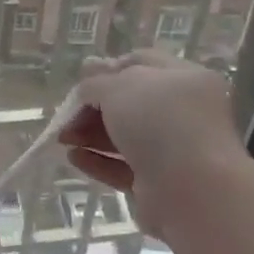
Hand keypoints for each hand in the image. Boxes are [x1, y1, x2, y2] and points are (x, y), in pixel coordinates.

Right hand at [59, 51, 246, 231]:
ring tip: (62, 139)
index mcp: (184, 79)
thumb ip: (95, 83)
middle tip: (66, 117)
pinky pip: (124, 167)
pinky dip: (98, 161)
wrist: (191, 190)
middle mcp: (183, 113)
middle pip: (129, 104)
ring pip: (125, 137)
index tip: (82, 81)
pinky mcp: (160, 182)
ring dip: (91, 135)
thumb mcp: (119, 88)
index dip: (110, 68)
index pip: (143, 64)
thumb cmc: (159, 123)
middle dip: (93, 108)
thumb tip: (86, 80)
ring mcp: (174, 150)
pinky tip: (74, 158)